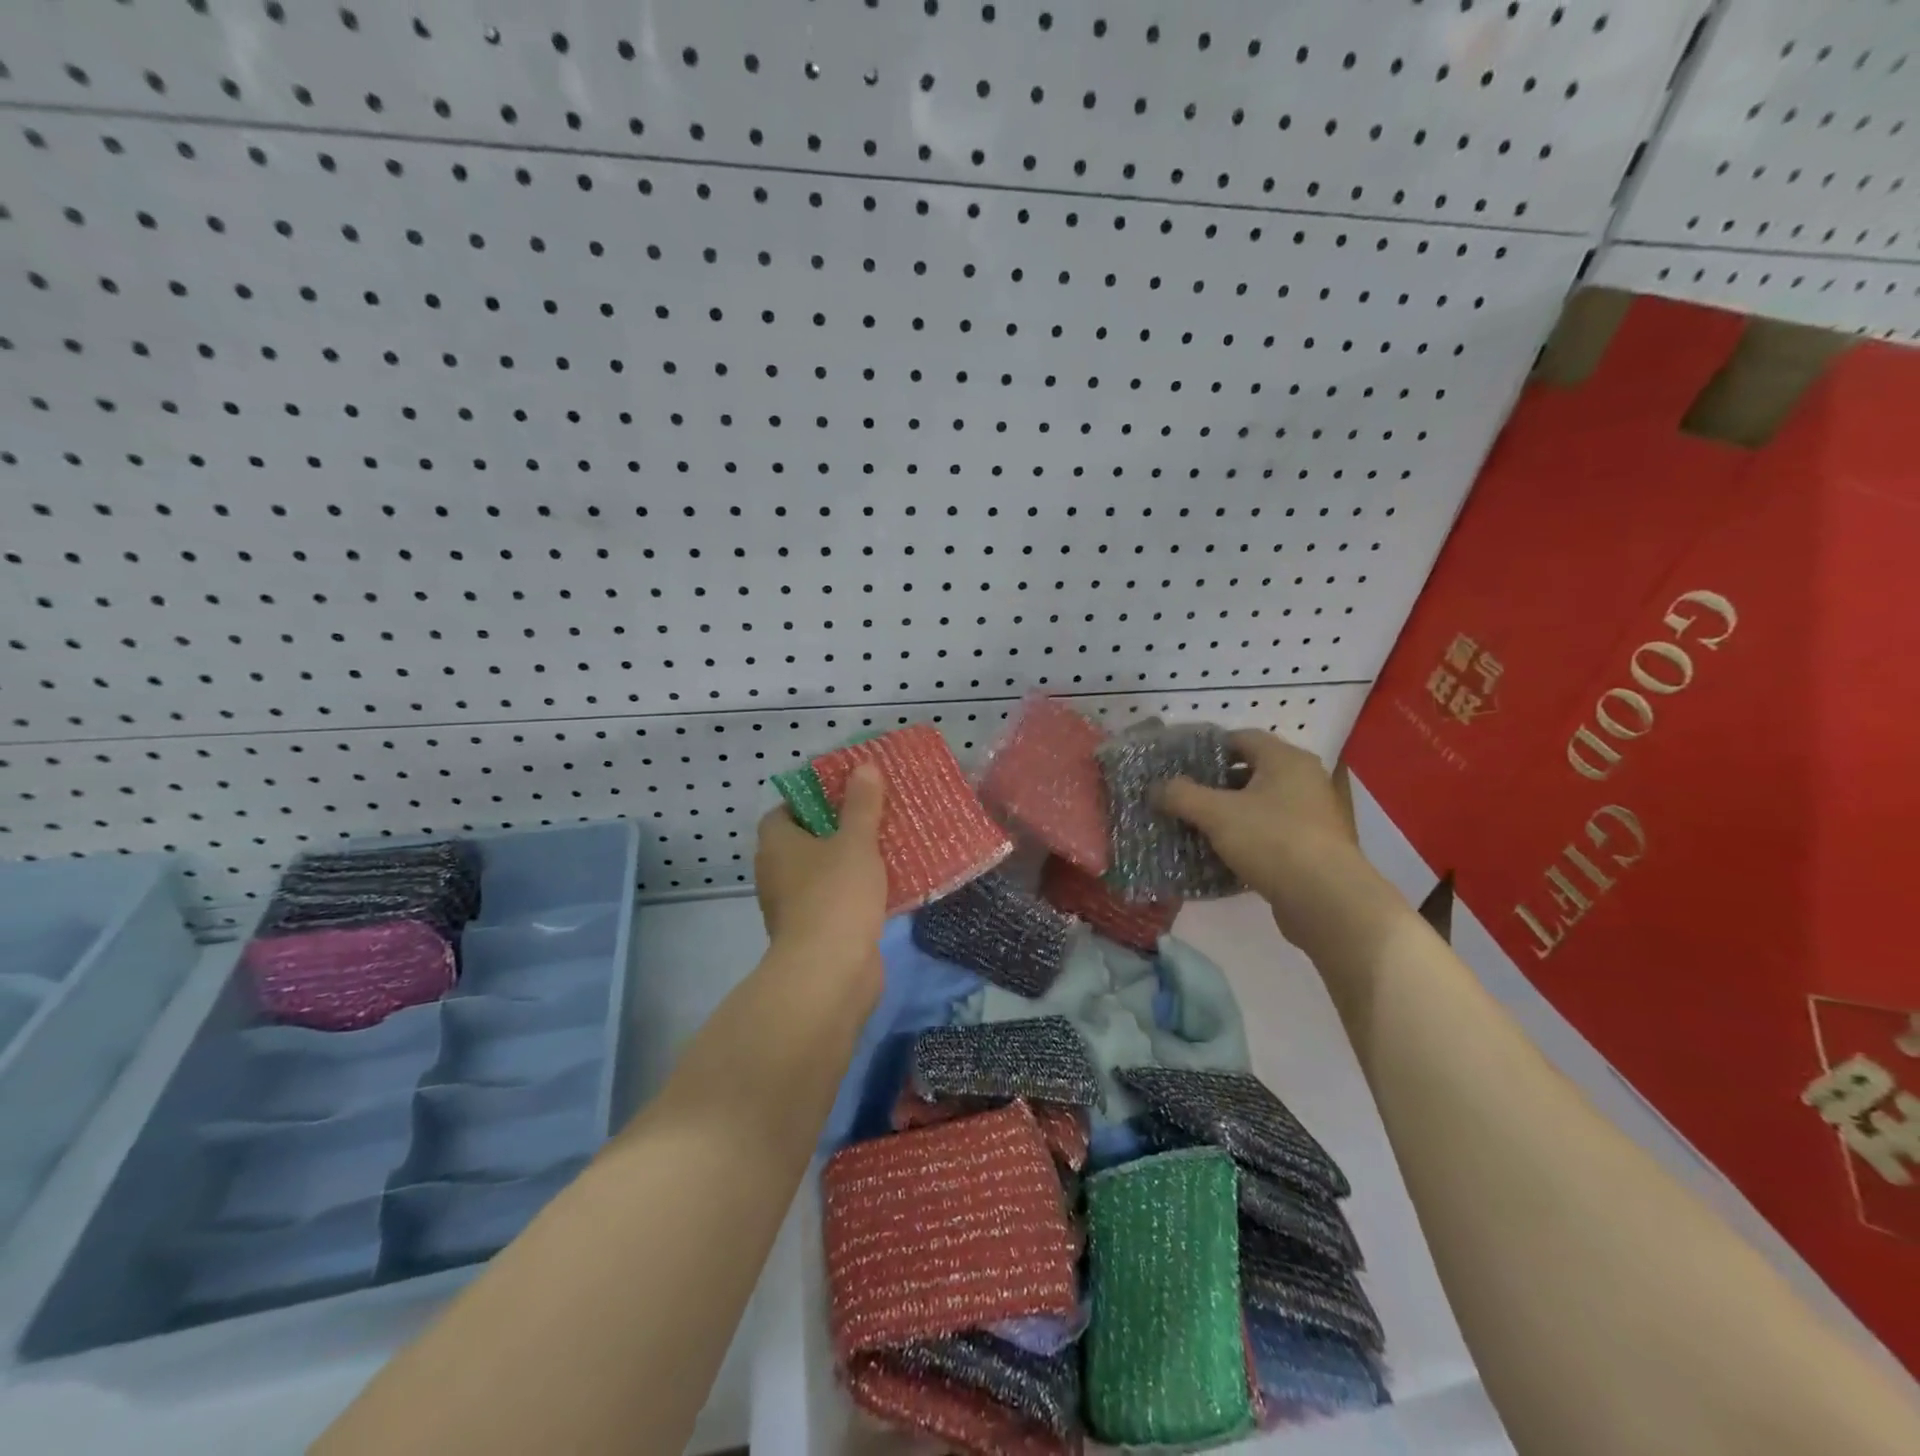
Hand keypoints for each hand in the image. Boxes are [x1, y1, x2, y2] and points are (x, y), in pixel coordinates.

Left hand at [754, 764, 888, 964]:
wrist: (829, 973)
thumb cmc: (836, 896)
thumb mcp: (855, 842)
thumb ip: (861, 805)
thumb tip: (863, 766)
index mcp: (776, 845)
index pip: (785, 811)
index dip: (812, 799)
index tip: (845, 792)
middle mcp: (776, 873)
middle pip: (806, 841)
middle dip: (838, 828)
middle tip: (873, 814)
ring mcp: (794, 906)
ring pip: (823, 872)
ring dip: (849, 861)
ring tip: (887, 844)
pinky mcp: (815, 932)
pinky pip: (836, 900)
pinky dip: (856, 892)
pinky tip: (889, 884)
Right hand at [1156, 729, 1381, 946]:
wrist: (1326, 900)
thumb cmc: (1272, 840)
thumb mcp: (1216, 814)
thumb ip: (1181, 795)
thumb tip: (1155, 788)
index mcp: (1286, 760)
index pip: (1242, 738)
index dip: (1209, 748)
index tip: (1179, 764)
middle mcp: (1305, 780)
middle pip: (1251, 772)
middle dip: (1215, 784)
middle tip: (1183, 796)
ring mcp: (1312, 816)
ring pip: (1260, 805)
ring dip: (1229, 814)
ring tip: (1195, 826)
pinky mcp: (1312, 848)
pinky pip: (1270, 834)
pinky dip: (1246, 839)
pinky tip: (1220, 854)